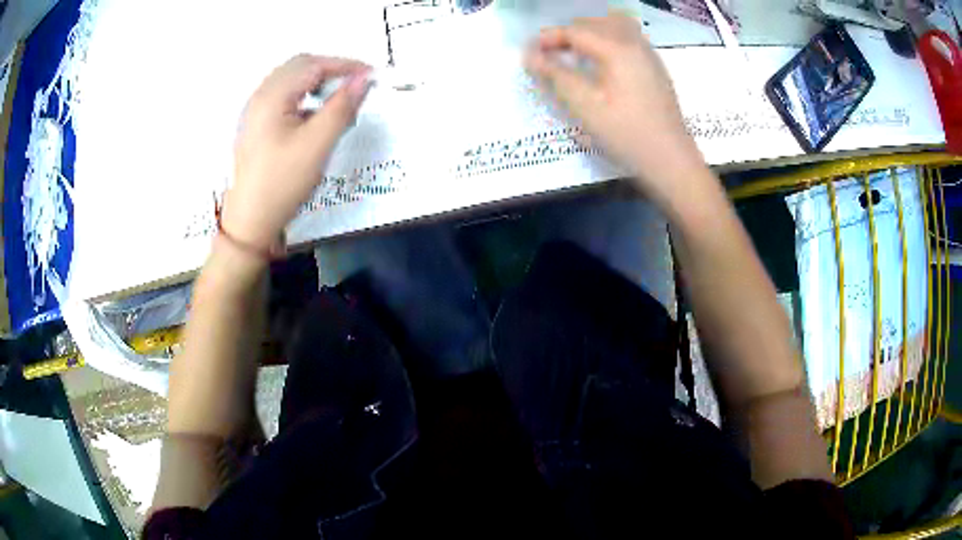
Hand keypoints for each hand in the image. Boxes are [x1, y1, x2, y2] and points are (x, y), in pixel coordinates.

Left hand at [221, 54, 370, 255]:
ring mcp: (255, 112)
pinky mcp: (256, 126)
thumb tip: (364, 80)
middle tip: (356, 85)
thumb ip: (342, 107)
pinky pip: (283, 98)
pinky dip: (305, 96)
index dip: (345, 65)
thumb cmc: (281, 184)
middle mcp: (260, 97)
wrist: (250, 222)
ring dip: (317, 82)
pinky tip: (315, 116)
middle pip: (299, 67)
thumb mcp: (317, 145)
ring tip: (339, 99)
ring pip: (291, 81)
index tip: (371, 76)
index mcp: (271, 97)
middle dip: (331, 70)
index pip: (313, 65)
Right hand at [525, 14, 706, 203]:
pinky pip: (628, 39)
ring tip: (574, 54)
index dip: (548, 38)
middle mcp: (635, 43)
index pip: (575, 31)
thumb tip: (530, 55)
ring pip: (614, 26)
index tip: (529, 53)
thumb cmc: (626, 134)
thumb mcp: (585, 106)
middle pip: (594, 23)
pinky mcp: (656, 68)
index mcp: (617, 48)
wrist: (671, 160)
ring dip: (590, 33)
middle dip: (568, 33)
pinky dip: (608, 41)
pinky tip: (602, 63)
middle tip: (549, 55)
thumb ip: (555, 75)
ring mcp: (649, 54)